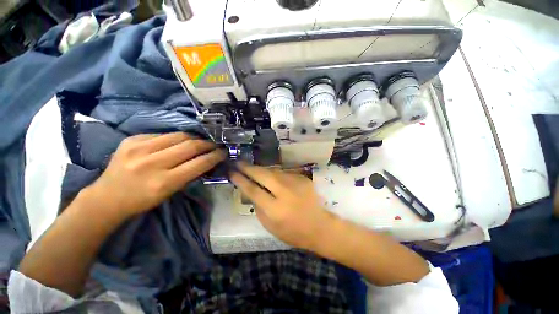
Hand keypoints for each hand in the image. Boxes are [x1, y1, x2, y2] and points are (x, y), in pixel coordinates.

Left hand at [87, 132, 224, 218]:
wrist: (107, 197)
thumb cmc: (142, 200)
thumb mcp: (170, 193)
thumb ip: (189, 175)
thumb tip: (206, 160)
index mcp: (163, 182)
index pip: (198, 163)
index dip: (215, 156)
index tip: (223, 152)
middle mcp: (152, 163)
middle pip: (190, 146)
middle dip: (207, 144)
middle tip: (215, 145)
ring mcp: (139, 148)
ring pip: (178, 136)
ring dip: (194, 138)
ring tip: (200, 141)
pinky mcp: (131, 140)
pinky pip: (162, 134)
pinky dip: (175, 138)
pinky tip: (178, 142)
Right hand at [229, 163, 333, 250]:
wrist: (319, 226)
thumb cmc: (293, 232)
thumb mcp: (270, 226)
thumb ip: (258, 207)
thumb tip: (250, 191)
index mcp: (275, 209)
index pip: (253, 190)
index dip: (241, 180)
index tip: (232, 173)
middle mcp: (285, 193)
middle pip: (263, 175)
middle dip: (249, 168)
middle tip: (239, 163)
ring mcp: (296, 183)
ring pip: (274, 171)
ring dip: (262, 170)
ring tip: (253, 169)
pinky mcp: (303, 179)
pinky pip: (284, 174)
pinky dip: (275, 175)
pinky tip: (272, 177)